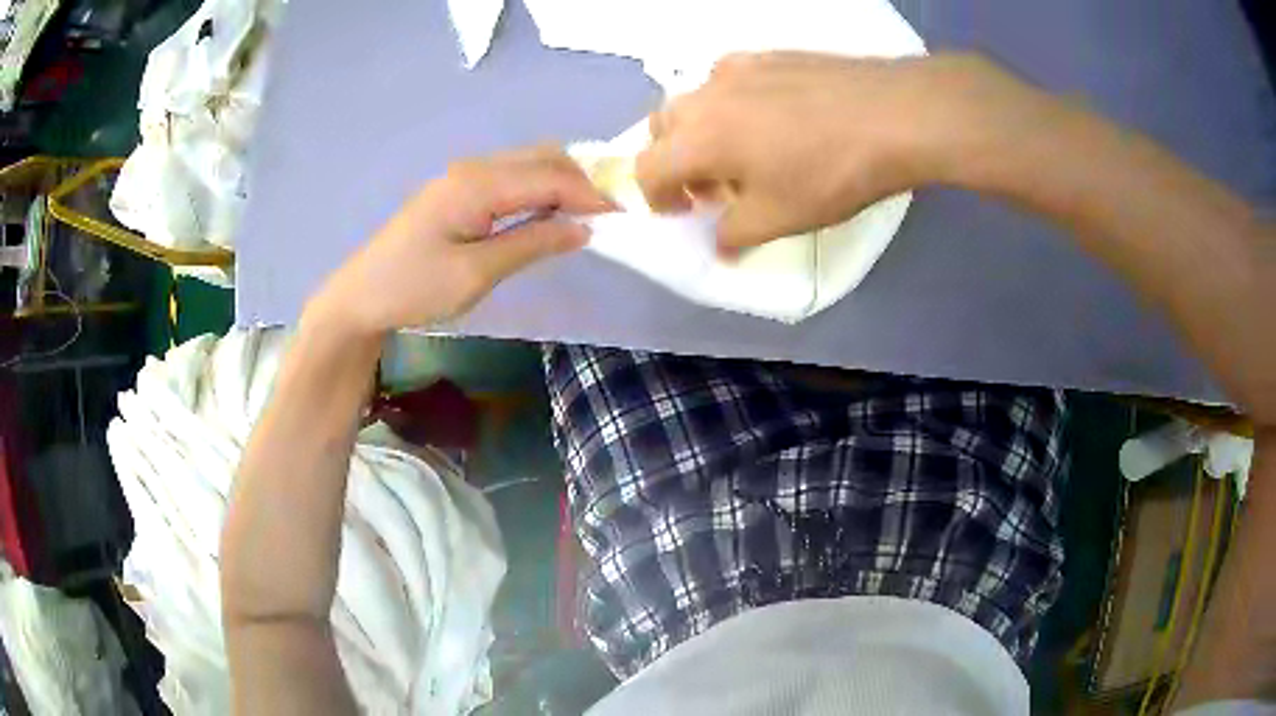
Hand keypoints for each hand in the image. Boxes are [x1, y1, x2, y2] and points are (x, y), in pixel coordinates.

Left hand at [306, 147, 612, 336]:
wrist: (361, 296)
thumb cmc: (414, 288)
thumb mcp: (476, 273)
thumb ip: (532, 243)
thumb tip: (583, 227)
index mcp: (478, 184)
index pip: (551, 177)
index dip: (591, 195)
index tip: (625, 218)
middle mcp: (475, 168)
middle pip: (544, 158)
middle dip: (582, 181)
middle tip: (608, 217)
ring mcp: (464, 176)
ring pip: (529, 163)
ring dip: (562, 182)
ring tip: (586, 216)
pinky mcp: (458, 189)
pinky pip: (512, 177)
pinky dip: (540, 188)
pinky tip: (548, 213)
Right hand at [636, 52, 1050, 248]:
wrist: (893, 114)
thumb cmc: (831, 172)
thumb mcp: (780, 218)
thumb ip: (736, 235)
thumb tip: (720, 245)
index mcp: (697, 138)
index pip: (647, 169)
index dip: (656, 198)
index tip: (683, 213)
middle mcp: (705, 95)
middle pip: (662, 127)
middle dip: (674, 160)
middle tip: (711, 185)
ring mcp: (738, 68)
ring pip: (696, 99)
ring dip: (701, 130)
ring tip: (743, 150)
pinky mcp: (770, 55)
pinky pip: (731, 80)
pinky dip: (732, 104)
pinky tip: (774, 119)